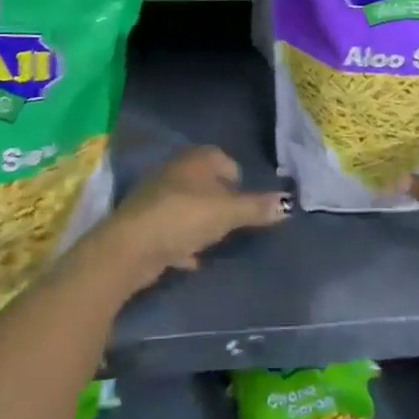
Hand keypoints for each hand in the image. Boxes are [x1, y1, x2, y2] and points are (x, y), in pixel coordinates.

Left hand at [94, 146, 288, 292]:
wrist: (130, 247)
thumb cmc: (184, 218)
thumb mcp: (228, 213)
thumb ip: (257, 208)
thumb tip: (288, 204)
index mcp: (196, 160)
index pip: (224, 159)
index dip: (237, 179)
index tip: (246, 202)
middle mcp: (175, 171)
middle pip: (205, 182)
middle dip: (220, 200)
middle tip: (234, 222)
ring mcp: (156, 197)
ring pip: (188, 205)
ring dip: (200, 222)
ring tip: (215, 241)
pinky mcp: (145, 224)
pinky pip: (172, 230)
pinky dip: (182, 242)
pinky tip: (191, 259)